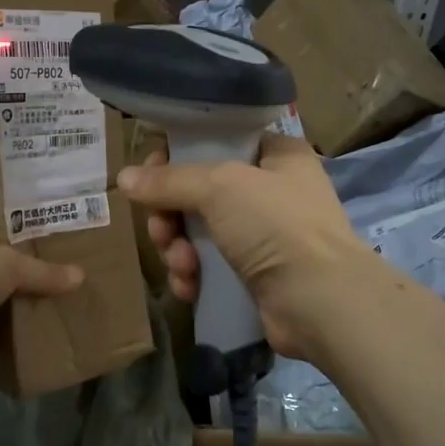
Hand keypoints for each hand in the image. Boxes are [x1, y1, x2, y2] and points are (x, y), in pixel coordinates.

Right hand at [118, 133, 376, 362]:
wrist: (321, 303)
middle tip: (162, 231)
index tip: (149, 178)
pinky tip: (189, 287)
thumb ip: (169, 180)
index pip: (214, 143)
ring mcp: (263, 236)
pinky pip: (208, 266)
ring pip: (197, 232)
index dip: (176, 159)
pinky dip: (193, 275)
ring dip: (178, 249)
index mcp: (275, 155)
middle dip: (172, 215)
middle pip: (198, 192)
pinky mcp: (253, 275)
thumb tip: (123, 178)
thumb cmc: (276, 226)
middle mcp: (270, 190)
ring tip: (182, 266)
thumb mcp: (220, 187)